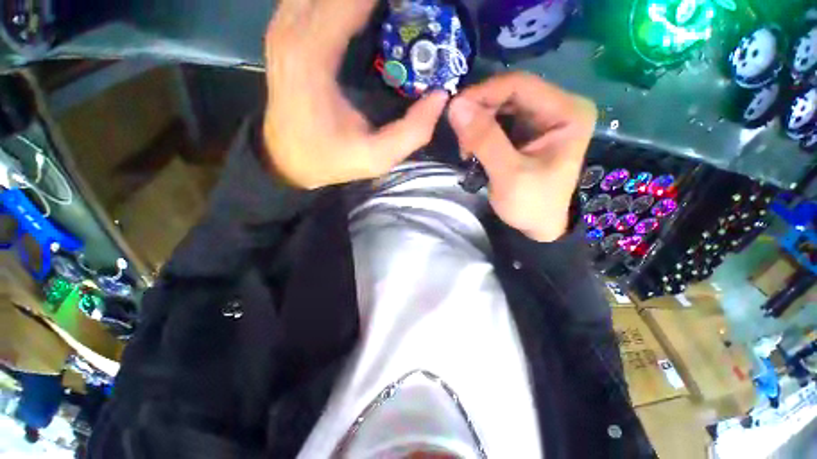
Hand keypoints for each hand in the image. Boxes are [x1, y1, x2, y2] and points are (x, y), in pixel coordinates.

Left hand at [263, 0, 447, 188]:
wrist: (287, 160)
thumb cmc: (331, 159)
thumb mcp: (377, 157)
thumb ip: (412, 131)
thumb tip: (440, 96)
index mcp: (313, 56)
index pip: (353, 0)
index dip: (390, 0)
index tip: (418, 7)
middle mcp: (292, 29)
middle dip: (375, 0)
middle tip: (408, 13)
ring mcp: (283, 26)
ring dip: (356, 1)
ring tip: (390, 14)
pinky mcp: (284, 31)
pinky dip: (341, 3)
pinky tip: (362, 15)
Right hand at [448, 72, 596, 241]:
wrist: (541, 225)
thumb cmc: (532, 204)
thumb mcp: (509, 174)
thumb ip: (484, 139)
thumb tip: (455, 106)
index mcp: (567, 112)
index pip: (519, 85)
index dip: (483, 93)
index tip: (454, 111)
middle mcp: (558, 107)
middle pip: (509, 93)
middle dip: (478, 112)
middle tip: (460, 139)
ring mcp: (543, 118)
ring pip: (501, 106)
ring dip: (478, 123)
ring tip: (466, 149)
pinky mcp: (528, 131)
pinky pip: (500, 120)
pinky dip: (481, 131)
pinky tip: (473, 148)